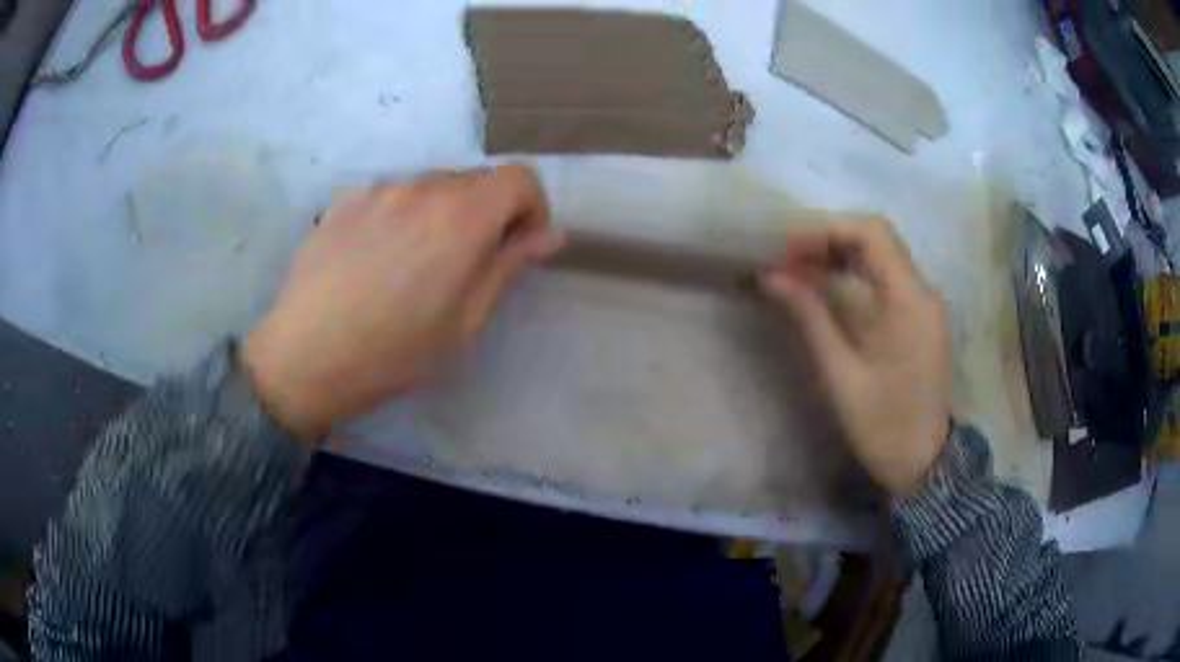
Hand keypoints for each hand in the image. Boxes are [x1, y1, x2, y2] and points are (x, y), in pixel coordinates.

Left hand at [242, 166, 564, 440]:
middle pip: (475, 180)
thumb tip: (551, 235)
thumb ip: (510, 266)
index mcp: (461, 216)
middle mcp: (422, 187)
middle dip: (487, 212)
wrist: (305, 357)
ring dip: (442, 213)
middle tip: (467, 263)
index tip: (518, 245)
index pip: (520, 178)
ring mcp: (379, 189)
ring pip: (431, 186)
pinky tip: (377, 259)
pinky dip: (402, 215)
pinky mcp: (346, 200)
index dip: (532, 208)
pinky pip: (392, 195)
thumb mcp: (465, 320)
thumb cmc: (394, 352)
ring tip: (414, 265)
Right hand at [761, 219, 949, 494]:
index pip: (872, 233)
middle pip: (877, 238)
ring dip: (840, 254)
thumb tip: (771, 276)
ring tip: (799, 270)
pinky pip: (886, 278)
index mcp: (909, 301)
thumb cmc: (883, 425)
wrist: (922, 463)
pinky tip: (827, 287)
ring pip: (881, 255)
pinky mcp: (919, 317)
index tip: (788, 249)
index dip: (827, 230)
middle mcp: (922, 291)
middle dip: (829, 238)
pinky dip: (854, 274)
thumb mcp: (841, 374)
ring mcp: (924, 303)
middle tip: (787, 259)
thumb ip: (810, 316)